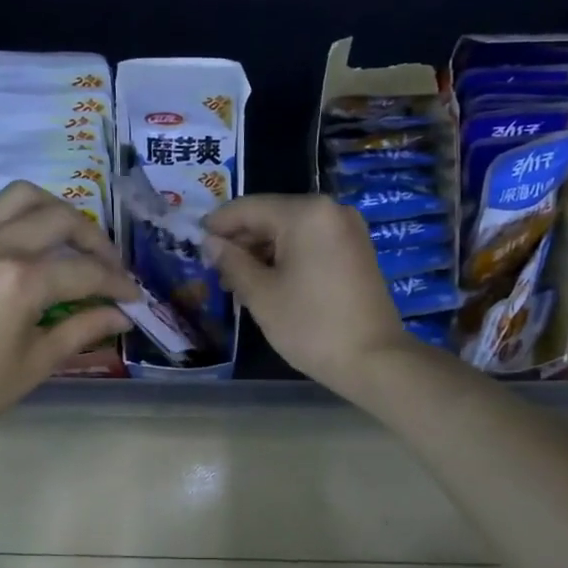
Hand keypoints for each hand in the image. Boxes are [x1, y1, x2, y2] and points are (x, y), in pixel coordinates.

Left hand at [0, 182, 137, 443]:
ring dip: (55, 211)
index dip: (117, 283)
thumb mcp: (36, 362)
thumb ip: (83, 329)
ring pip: (22, 196)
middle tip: (107, 265)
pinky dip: (16, 215)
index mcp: (20, 281)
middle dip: (94, 239)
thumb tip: (121, 315)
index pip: (85, 270)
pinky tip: (24, 241)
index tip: (132, 296)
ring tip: (69, 239)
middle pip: (60, 218)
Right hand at [202, 194, 414, 397]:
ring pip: (290, 231)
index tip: (194, 245)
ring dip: (262, 252)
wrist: (373, 359)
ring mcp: (347, 230)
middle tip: (215, 271)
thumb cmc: (310, 325)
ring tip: (237, 283)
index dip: (218, 226)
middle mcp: (330, 210)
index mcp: (306, 213)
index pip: (248, 208)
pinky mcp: (355, 250)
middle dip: (241, 242)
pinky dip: (286, 258)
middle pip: (271, 216)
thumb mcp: (261, 294)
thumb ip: (232, 262)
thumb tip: (210, 243)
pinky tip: (268, 283)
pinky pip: (310, 243)